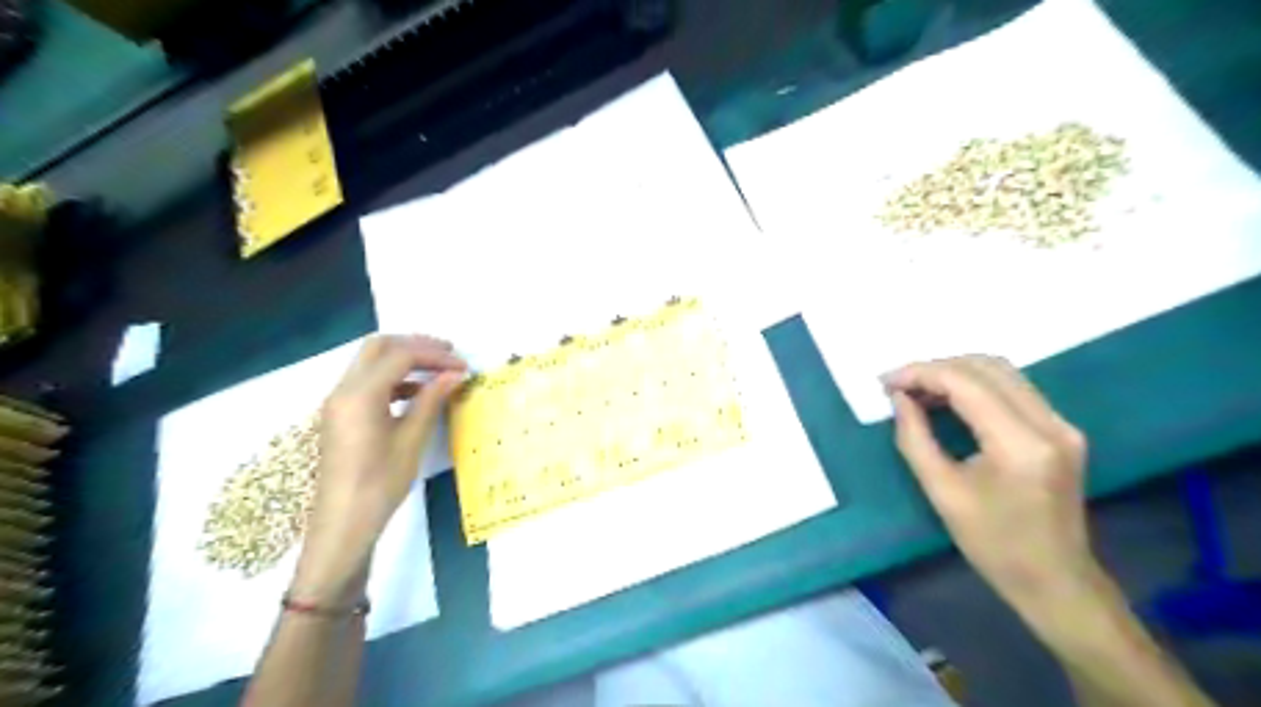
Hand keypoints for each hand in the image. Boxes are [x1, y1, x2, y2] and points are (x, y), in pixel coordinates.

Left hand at [290, 335, 467, 604]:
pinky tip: (417, 393)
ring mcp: (339, 402)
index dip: (435, 356)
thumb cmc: (380, 484)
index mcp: (360, 395)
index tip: (463, 366)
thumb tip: (455, 374)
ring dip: (404, 359)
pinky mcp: (341, 414)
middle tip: (448, 354)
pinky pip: (367, 381)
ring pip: (370, 362)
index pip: (400, 356)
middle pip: (378, 347)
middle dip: (415, 345)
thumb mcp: (411, 440)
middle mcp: (343, 390)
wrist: (343, 524)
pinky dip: (393, 377)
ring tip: (438, 370)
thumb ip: (431, 400)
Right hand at [884, 357, 1105, 626]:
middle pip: (987, 367)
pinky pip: (1012, 389)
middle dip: (936, 368)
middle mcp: (1049, 424)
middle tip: (898, 386)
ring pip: (1001, 372)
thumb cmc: (993, 544)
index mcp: (1020, 444)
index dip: (921, 374)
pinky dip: (974, 386)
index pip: (966, 383)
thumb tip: (899, 398)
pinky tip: (946, 400)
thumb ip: (915, 437)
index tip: (885, 382)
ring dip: (955, 373)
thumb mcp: (941, 492)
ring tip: (917, 390)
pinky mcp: (1060, 430)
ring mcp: (1061, 424)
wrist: (1056, 581)